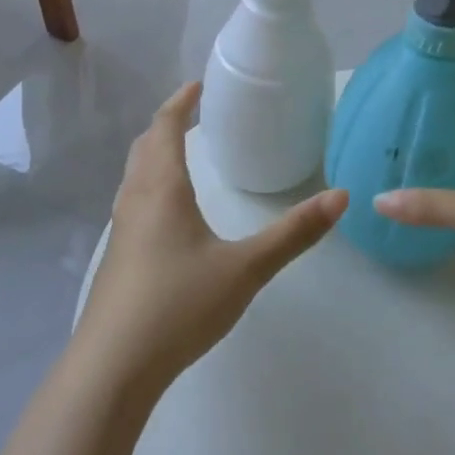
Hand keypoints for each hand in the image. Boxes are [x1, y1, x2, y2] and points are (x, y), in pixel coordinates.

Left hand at [77, 82, 347, 393]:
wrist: (113, 367)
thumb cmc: (178, 305)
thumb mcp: (245, 268)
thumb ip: (293, 234)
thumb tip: (341, 197)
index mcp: (162, 190)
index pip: (164, 128)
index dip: (179, 103)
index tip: (197, 86)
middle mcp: (135, 201)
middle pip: (144, 147)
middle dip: (165, 124)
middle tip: (191, 114)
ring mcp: (120, 232)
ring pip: (134, 176)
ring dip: (153, 155)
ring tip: (179, 155)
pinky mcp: (117, 260)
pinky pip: (132, 203)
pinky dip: (149, 185)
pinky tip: (166, 215)